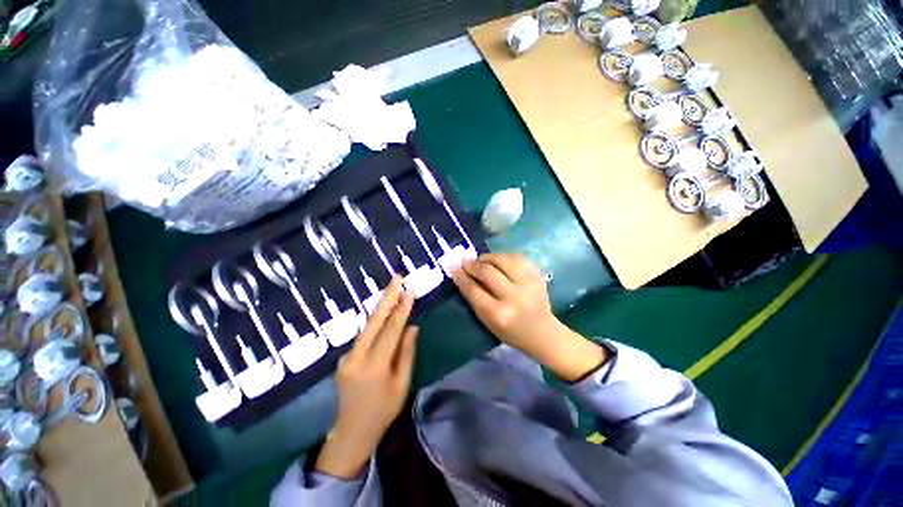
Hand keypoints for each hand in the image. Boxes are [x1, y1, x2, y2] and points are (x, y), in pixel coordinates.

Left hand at [315, 276, 418, 479]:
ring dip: (380, 304)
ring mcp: (347, 356)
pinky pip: (364, 333)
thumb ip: (407, 353)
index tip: (409, 290)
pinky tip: (383, 308)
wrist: (351, 431)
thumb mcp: (402, 385)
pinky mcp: (345, 356)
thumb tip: (412, 326)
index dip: (401, 309)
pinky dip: (375, 319)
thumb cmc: (383, 411)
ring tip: (392, 287)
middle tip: (397, 277)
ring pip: (367, 324)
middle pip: (374, 320)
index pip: (391, 331)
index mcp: (375, 367)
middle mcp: (357, 357)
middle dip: (387, 296)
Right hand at [451, 253, 608, 381]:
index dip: (461, 276)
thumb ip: (475, 298)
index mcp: (499, 314)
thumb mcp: (488, 321)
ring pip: (503, 259)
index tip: (453, 266)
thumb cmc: (511, 331)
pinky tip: (499, 261)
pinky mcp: (538, 275)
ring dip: (488, 257)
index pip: (474, 289)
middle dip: (473, 265)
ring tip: (482, 261)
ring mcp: (529, 284)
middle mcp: (514, 297)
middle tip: (466, 262)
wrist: (543, 332)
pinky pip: (518, 257)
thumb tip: (461, 274)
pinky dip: (504, 257)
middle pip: (488, 272)